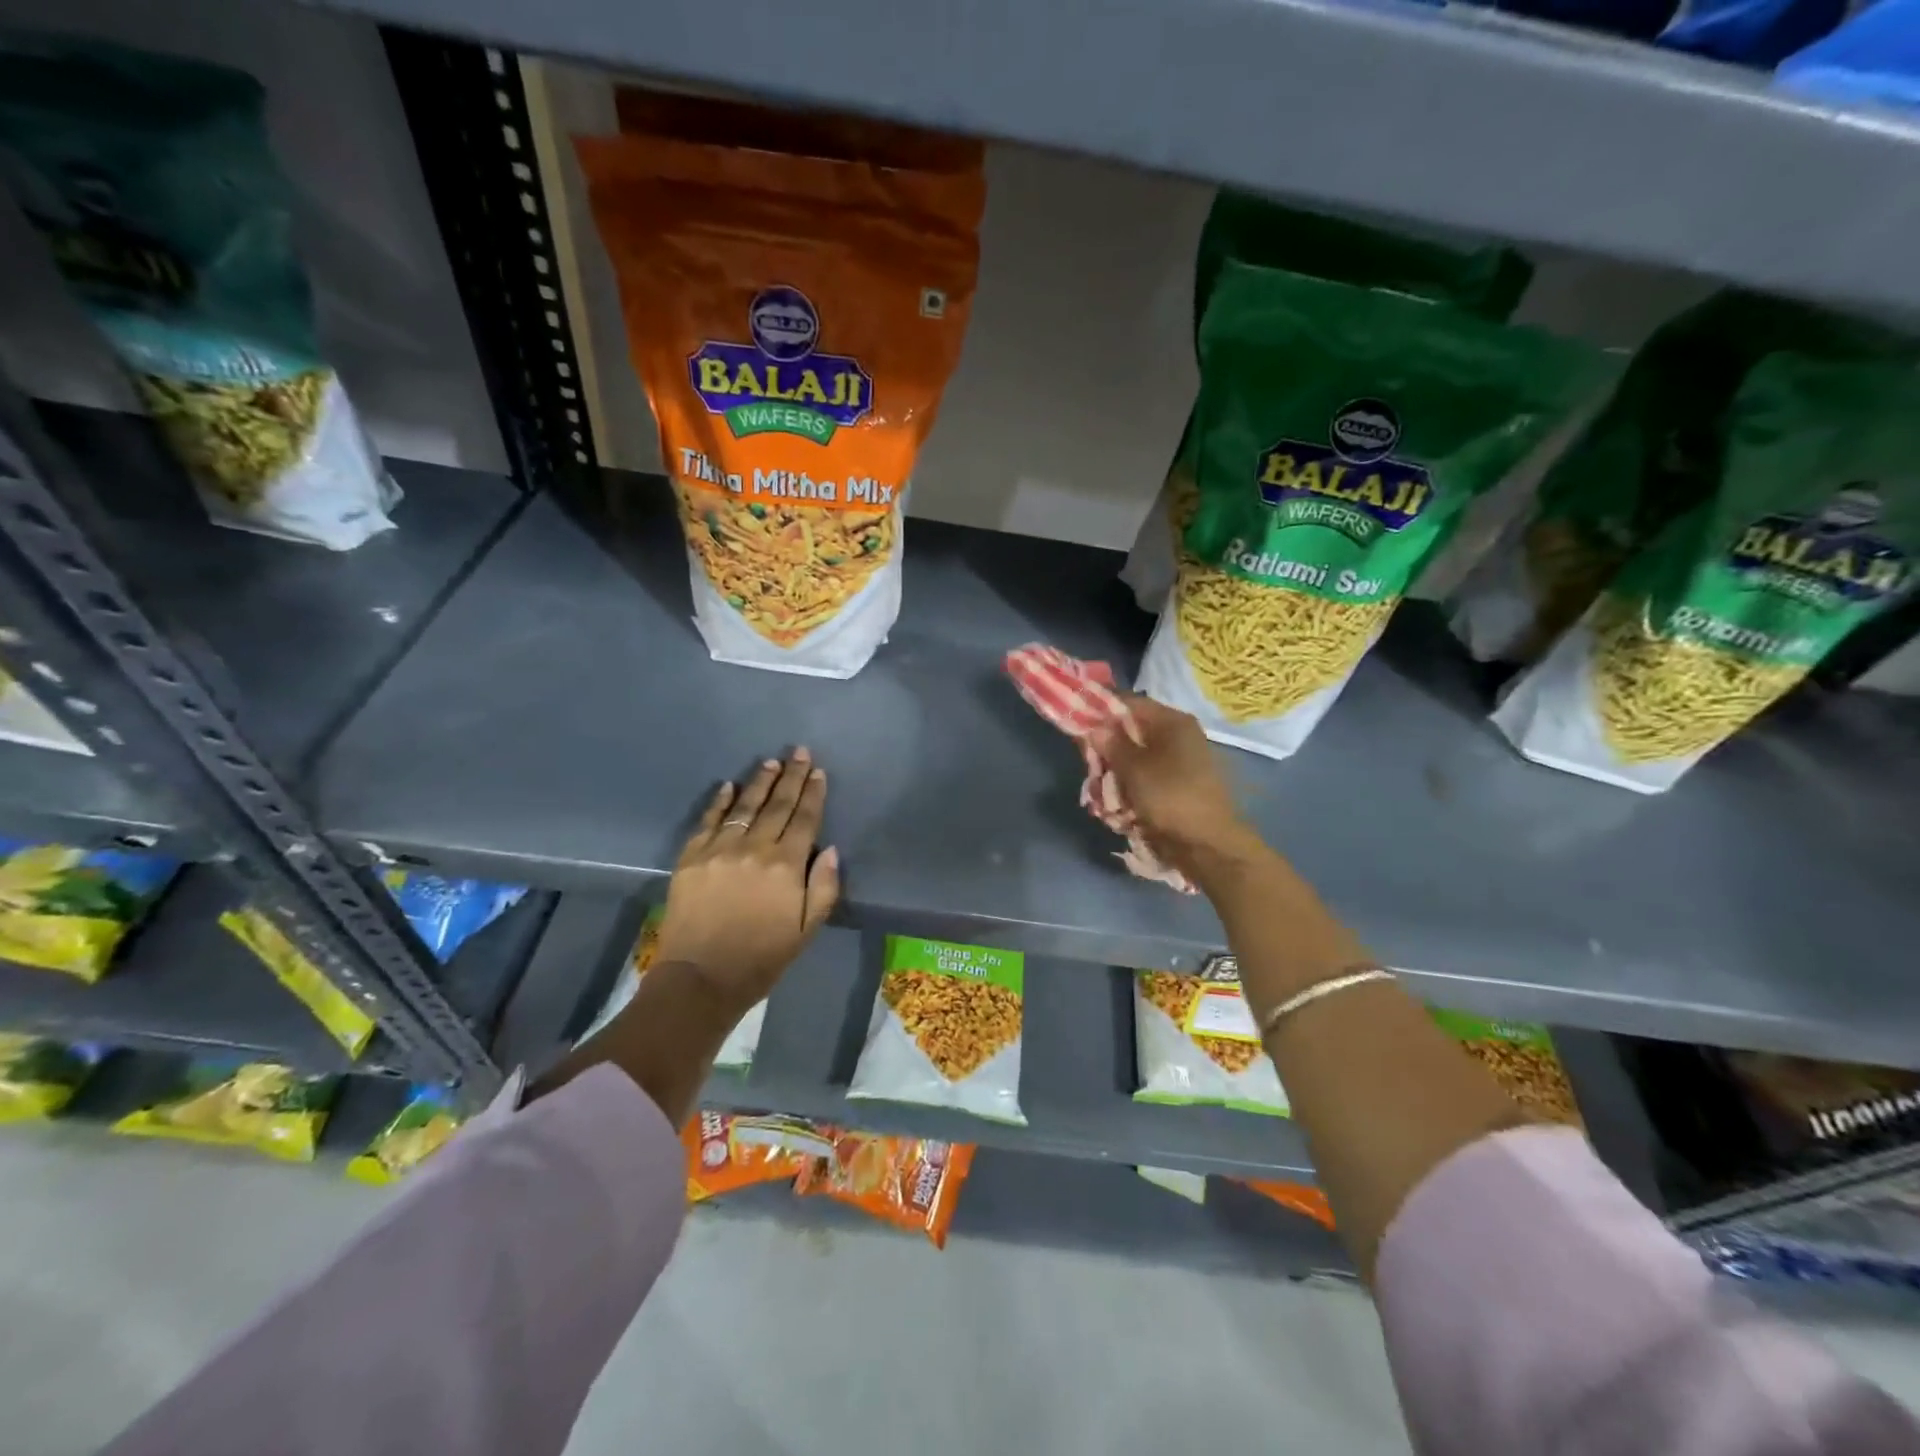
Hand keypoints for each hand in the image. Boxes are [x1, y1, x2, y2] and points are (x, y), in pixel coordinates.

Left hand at [654, 747, 839, 1008]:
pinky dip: (719, 802)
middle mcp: (754, 849)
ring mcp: (719, 851)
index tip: (817, 771)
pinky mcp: (691, 859)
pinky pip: (708, 822)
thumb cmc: (762, 958)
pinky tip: (728, 786)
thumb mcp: (807, 930)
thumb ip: (824, 888)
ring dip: (759, 782)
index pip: (804, 819)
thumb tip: (831, 850)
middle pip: (777, 805)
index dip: (812, 794)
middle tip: (798, 751)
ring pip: (744, 807)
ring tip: (770, 762)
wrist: (701, 979)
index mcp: (786, 866)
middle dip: (790, 777)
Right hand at [1092, 694, 1265, 877]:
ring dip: (1116, 771)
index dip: (1102, 709)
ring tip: (1100, 788)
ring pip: (1136, 757)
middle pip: (1131, 731)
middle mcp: (1178, 736)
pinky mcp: (1177, 785)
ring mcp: (1180, 761)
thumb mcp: (1134, 768)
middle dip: (1107, 747)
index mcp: (1173, 722)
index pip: (1130, 703)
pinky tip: (1117, 802)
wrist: (1207, 844)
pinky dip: (1129, 786)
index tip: (1078, 721)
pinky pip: (1145, 777)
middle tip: (1088, 763)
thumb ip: (1112, 744)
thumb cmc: (1170, 797)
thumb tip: (1096, 727)